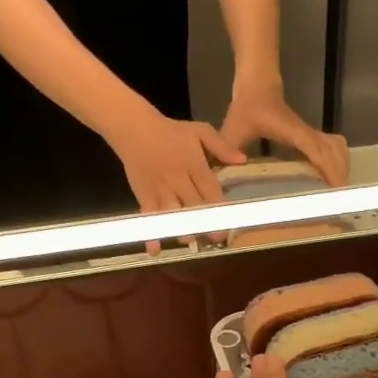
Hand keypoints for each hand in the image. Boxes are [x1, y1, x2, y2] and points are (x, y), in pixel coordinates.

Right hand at [108, 112, 246, 253]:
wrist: (134, 128)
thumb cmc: (170, 131)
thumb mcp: (200, 131)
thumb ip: (221, 147)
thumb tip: (243, 160)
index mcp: (195, 165)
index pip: (210, 189)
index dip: (219, 206)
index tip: (229, 221)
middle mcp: (179, 180)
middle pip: (194, 205)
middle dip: (205, 223)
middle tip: (215, 238)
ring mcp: (161, 190)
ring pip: (174, 213)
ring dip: (182, 229)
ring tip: (190, 240)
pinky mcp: (145, 195)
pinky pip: (150, 216)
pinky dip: (152, 233)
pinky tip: (155, 249)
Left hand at [220, 86, 349, 185]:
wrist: (258, 85)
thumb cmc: (247, 107)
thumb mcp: (233, 128)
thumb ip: (226, 148)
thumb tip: (224, 171)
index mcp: (291, 131)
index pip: (315, 149)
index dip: (326, 168)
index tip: (334, 188)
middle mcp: (306, 132)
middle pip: (333, 151)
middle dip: (339, 174)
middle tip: (336, 201)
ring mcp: (311, 133)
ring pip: (337, 148)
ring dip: (342, 167)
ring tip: (337, 193)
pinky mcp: (311, 135)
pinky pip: (333, 147)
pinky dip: (338, 161)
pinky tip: (333, 178)